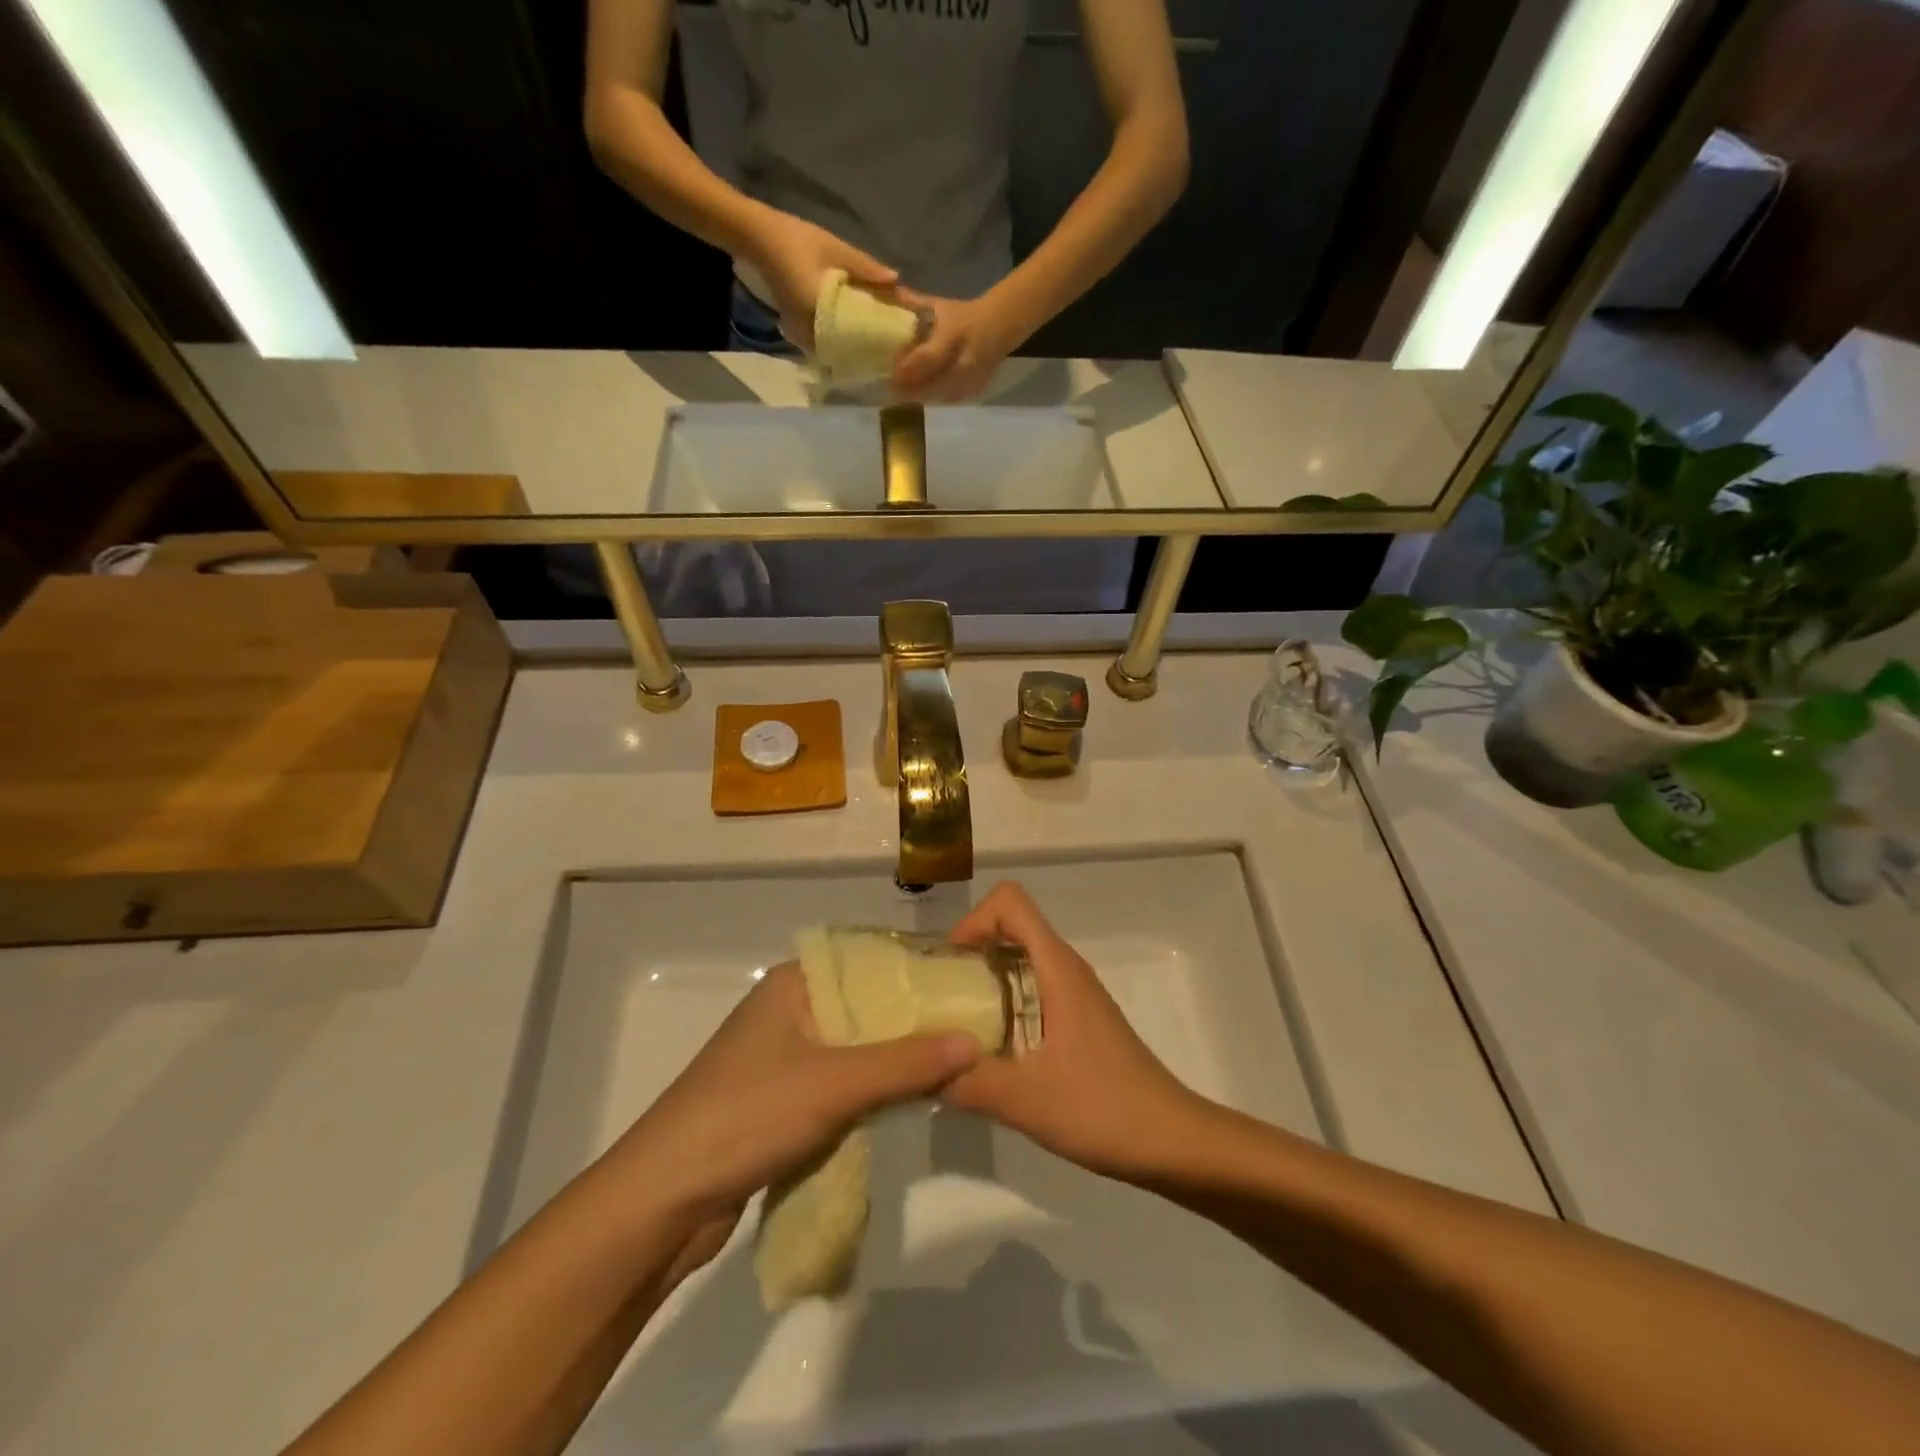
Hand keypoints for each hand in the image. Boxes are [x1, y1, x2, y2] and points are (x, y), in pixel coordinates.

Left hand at [605, 962, 977, 1259]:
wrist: (663, 1200)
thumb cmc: (748, 1116)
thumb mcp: (835, 1084)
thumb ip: (907, 1063)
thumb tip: (974, 1042)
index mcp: (795, 984)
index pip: (870, 961)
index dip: (919, 971)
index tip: (970, 984)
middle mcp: (790, 1010)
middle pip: (867, 1006)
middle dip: (915, 1020)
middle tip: (975, 1027)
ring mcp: (784, 1056)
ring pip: (856, 1047)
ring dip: (896, 1059)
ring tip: (956, 1061)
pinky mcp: (781, 1100)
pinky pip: (840, 1082)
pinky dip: (873, 1090)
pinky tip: (913, 1098)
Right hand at [745, 209, 898, 350]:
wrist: (756, 237)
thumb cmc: (795, 240)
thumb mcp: (835, 249)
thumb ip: (865, 268)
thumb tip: (897, 281)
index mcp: (819, 312)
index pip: (854, 336)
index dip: (877, 338)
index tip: (896, 335)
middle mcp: (809, 330)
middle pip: (846, 347)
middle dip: (868, 343)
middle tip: (891, 337)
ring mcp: (801, 333)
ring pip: (835, 346)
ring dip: (854, 342)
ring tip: (878, 334)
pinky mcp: (798, 329)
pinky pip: (825, 340)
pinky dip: (841, 337)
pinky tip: (856, 326)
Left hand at [891, 290, 1023, 401]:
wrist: (1000, 326)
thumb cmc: (964, 315)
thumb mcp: (940, 305)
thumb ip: (914, 304)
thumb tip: (888, 294)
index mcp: (954, 334)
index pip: (928, 357)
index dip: (909, 367)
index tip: (891, 372)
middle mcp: (965, 359)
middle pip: (934, 383)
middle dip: (912, 389)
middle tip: (892, 391)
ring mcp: (973, 378)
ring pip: (942, 396)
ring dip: (922, 397)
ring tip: (904, 396)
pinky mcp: (976, 390)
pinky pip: (951, 400)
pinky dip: (936, 400)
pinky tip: (923, 397)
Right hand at [940, 883, 1211, 1181]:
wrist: (1172, 1141)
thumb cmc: (1103, 1108)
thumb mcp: (1025, 1099)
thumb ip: (967, 1082)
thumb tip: (919, 1073)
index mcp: (1056, 968)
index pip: (1010, 902)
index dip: (974, 920)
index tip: (950, 965)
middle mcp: (1066, 969)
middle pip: (1011, 927)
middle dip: (970, 952)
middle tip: (941, 1000)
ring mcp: (1075, 994)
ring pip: (1021, 961)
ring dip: (984, 981)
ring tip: (957, 1027)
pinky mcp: (1079, 1020)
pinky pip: (1032, 990)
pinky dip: (1004, 1004)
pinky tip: (992, 1053)